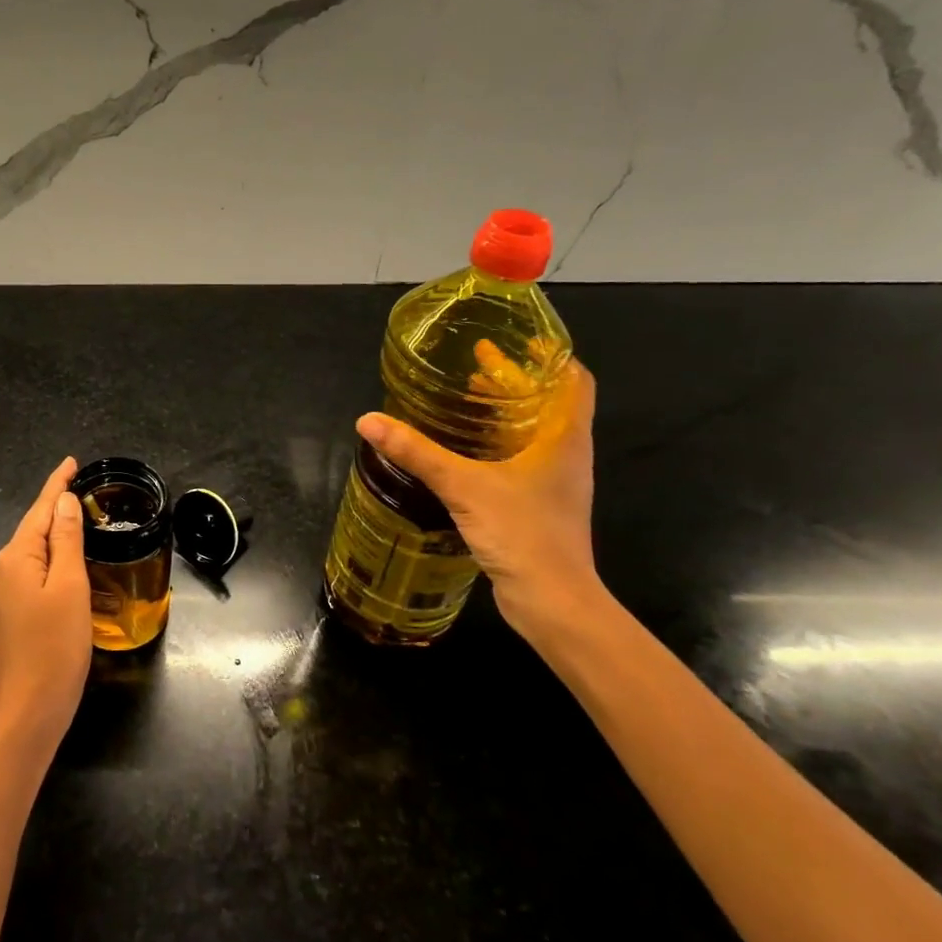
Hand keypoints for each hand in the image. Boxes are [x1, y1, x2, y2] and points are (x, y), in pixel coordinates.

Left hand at [0, 457, 91, 754]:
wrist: (28, 712)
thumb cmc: (55, 647)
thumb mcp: (70, 587)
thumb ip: (67, 540)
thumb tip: (63, 501)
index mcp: (15, 558)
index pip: (40, 509)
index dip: (56, 484)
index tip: (71, 462)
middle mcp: (0, 570)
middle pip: (33, 530)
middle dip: (56, 509)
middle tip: (86, 493)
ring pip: (31, 554)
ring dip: (54, 538)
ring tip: (81, 525)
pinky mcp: (6, 617)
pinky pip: (30, 575)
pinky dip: (49, 563)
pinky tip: (65, 567)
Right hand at [355, 360, 600, 633]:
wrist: (553, 602)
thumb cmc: (523, 533)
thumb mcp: (463, 486)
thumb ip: (417, 452)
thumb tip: (368, 420)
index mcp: (563, 438)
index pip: (573, 380)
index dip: (549, 356)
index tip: (518, 339)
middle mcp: (566, 454)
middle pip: (548, 403)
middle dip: (514, 382)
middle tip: (475, 366)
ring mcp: (555, 483)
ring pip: (533, 433)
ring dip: (504, 414)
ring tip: (465, 402)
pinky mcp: (538, 506)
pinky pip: (520, 460)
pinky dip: (497, 445)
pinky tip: (464, 452)